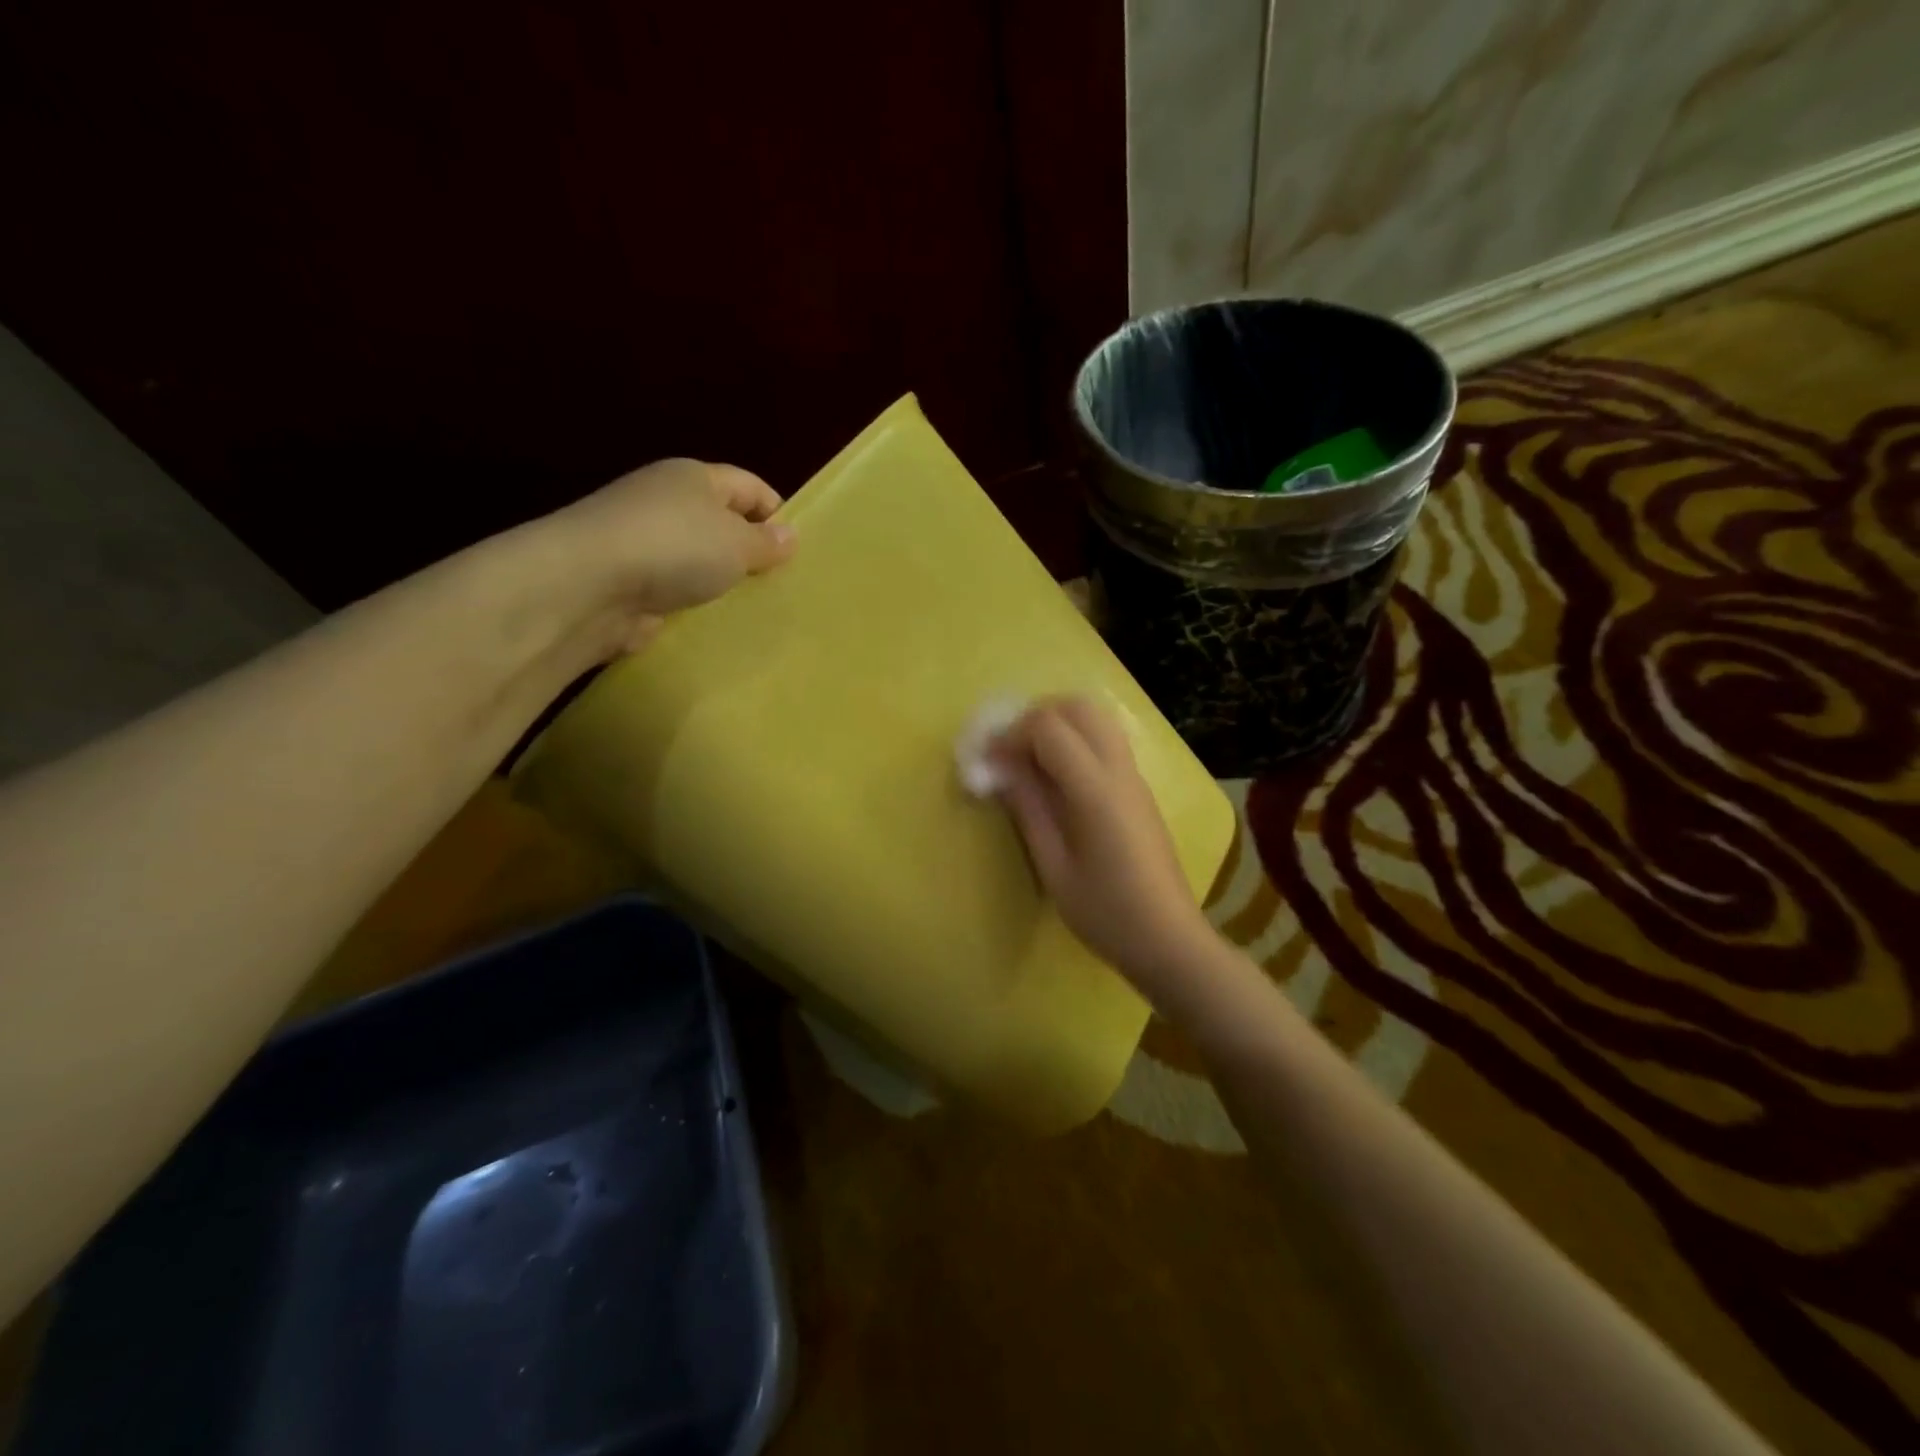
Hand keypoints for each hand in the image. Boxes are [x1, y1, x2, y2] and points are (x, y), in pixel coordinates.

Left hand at [543, 458, 796, 655]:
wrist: (590, 585)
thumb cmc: (676, 547)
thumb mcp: (737, 542)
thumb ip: (767, 542)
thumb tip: (789, 536)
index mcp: (694, 477)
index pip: (748, 485)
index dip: (776, 512)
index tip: (797, 550)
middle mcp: (666, 502)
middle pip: (721, 522)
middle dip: (749, 551)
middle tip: (779, 584)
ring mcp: (643, 543)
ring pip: (697, 560)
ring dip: (720, 582)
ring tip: (752, 609)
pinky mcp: (628, 582)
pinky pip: (674, 591)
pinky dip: (692, 605)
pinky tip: (713, 624)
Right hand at [989, 697, 1214, 995]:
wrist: (1169, 939)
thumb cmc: (1106, 913)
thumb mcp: (1054, 867)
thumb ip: (1028, 809)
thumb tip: (1001, 768)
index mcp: (1096, 791)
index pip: (1049, 727)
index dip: (1011, 734)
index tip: (989, 762)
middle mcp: (1120, 771)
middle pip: (1078, 707)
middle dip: (1036, 718)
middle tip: (1009, 751)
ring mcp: (1135, 777)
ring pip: (1097, 719)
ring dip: (1058, 725)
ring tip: (1029, 762)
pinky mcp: (1139, 789)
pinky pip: (1106, 741)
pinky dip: (1076, 740)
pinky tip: (1057, 780)